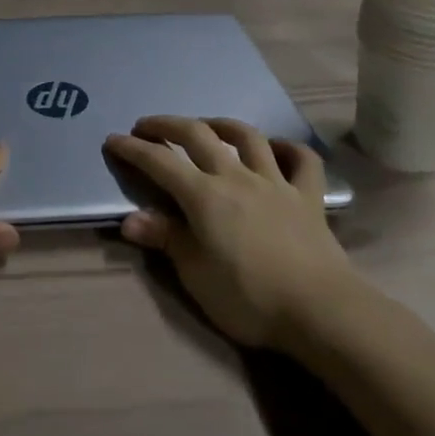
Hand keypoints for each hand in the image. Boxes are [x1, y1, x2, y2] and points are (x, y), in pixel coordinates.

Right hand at [103, 116, 357, 349]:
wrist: (320, 310)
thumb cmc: (249, 297)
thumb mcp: (195, 275)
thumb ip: (165, 240)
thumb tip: (130, 219)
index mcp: (203, 195)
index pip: (159, 162)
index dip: (133, 149)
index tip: (113, 140)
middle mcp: (235, 177)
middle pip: (197, 135)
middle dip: (167, 125)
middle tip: (147, 126)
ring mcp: (274, 182)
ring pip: (247, 137)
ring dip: (222, 125)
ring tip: (207, 126)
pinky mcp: (308, 197)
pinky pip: (302, 161)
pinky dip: (289, 148)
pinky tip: (277, 148)